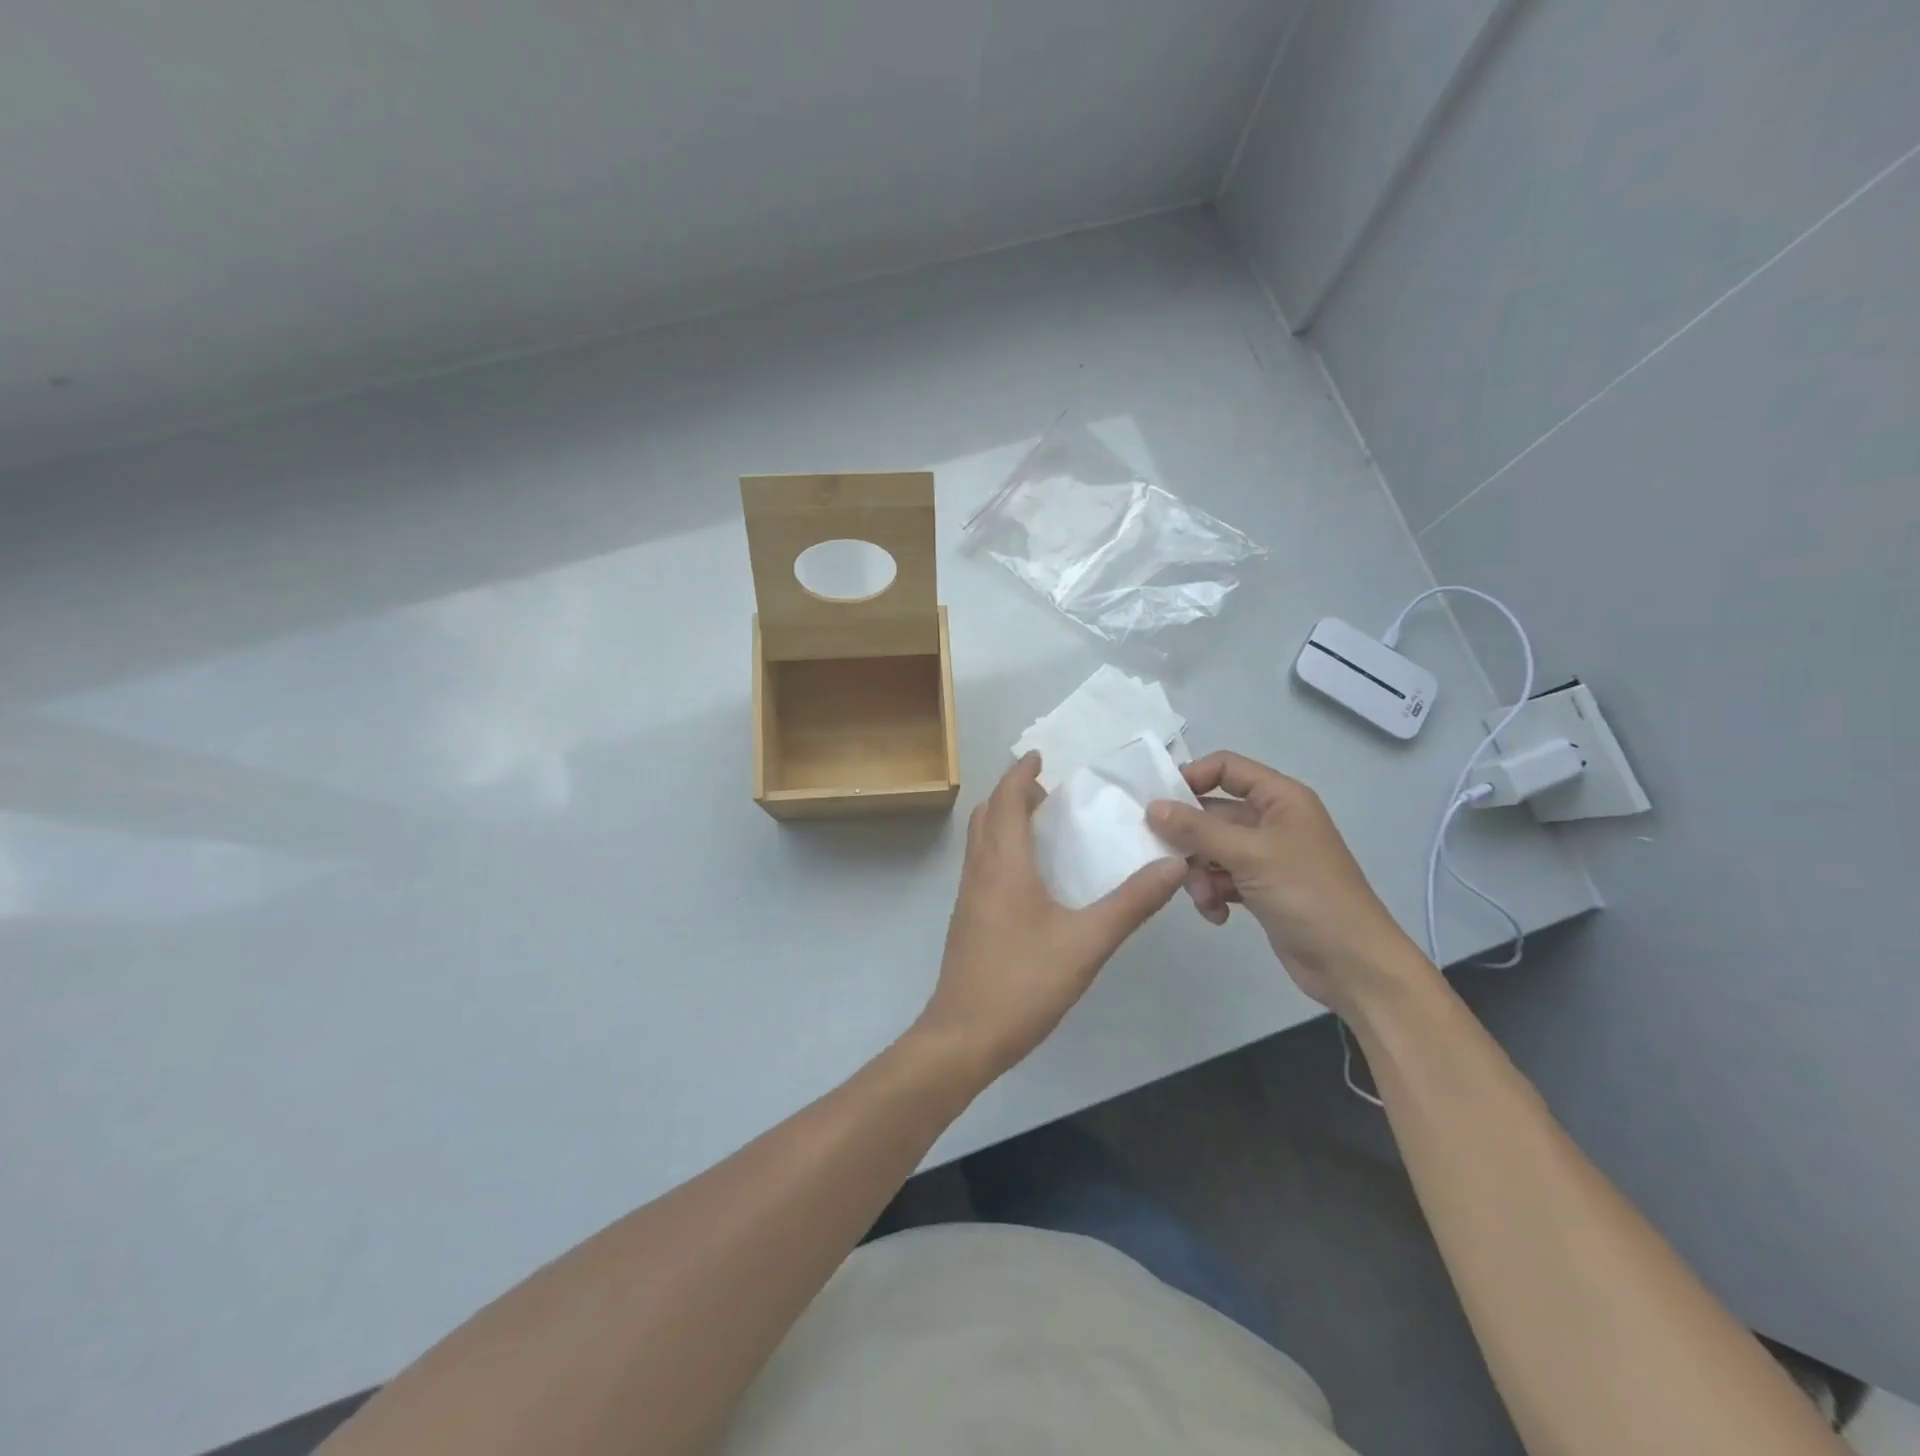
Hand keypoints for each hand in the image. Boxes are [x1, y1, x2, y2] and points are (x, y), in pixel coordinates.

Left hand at [915, 752, 1184, 1081]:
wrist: (965, 1035)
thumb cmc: (1024, 983)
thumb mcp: (1087, 943)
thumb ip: (1131, 904)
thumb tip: (1172, 865)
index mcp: (1003, 864)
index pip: (1006, 801)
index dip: (1021, 774)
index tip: (1040, 756)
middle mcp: (980, 871)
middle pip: (986, 814)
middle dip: (1011, 793)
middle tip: (1047, 789)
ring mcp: (968, 896)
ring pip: (980, 840)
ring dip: (1003, 819)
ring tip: (1041, 823)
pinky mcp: (967, 919)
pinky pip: (981, 864)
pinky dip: (1000, 847)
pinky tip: (1030, 875)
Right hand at [1146, 751, 1430, 1016]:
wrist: (1352, 964)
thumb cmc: (1307, 895)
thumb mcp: (1249, 855)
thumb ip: (1196, 829)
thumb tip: (1152, 807)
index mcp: (1279, 798)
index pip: (1226, 768)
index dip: (1192, 778)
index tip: (1160, 805)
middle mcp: (1272, 820)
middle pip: (1212, 813)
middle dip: (1190, 839)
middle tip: (1168, 860)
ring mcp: (1266, 856)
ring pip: (1212, 849)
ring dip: (1199, 873)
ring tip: (1203, 897)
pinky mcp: (1261, 888)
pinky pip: (1221, 878)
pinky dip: (1213, 893)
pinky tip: (1217, 915)